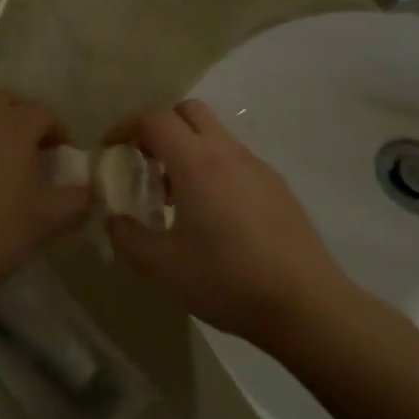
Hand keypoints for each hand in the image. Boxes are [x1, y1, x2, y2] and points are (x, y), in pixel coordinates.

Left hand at [0, 92, 89, 291]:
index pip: (42, 112)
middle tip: (35, 151)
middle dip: (24, 119)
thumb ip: (76, 198)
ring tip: (8, 169)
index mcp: (13, 128)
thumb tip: (87, 189)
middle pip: (6, 102)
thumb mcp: (48, 218)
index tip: (63, 155)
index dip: (58, 130)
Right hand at [104, 100, 359, 346]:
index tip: (111, 148)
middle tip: (143, 160)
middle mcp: (227, 152)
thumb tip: (115, 219)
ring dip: (187, 149)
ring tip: (174, 195)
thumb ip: (127, 237)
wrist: (308, 306)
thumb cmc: (228, 279)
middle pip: (188, 112)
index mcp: (196, 162)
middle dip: (160, 126)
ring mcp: (257, 167)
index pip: (155, 118)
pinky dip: (213, 169)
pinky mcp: (277, 187)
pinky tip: (212, 215)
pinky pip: (235, 160)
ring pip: (214, 135)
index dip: (126, 126)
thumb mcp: (163, 266)